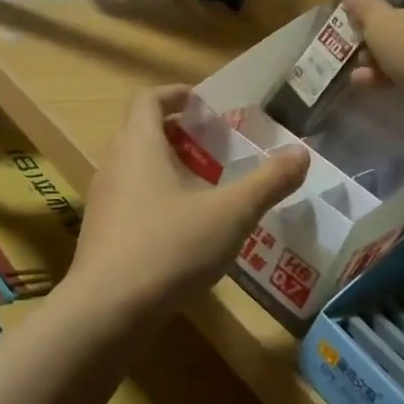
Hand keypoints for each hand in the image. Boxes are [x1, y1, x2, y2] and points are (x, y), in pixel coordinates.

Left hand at [66, 86, 308, 320]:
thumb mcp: (231, 213)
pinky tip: (184, 228)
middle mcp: (114, 164)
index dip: (174, 94)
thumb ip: (268, 182)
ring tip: (204, 185)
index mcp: (139, 145)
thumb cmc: (170, 247)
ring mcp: (103, 200)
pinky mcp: (101, 233)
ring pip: (135, 168)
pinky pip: (130, 199)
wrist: (107, 310)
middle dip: (176, 132)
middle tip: (213, 145)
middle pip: (140, 132)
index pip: (149, 100)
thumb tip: (302, 152)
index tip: (201, 100)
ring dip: (166, 166)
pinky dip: (156, 197)